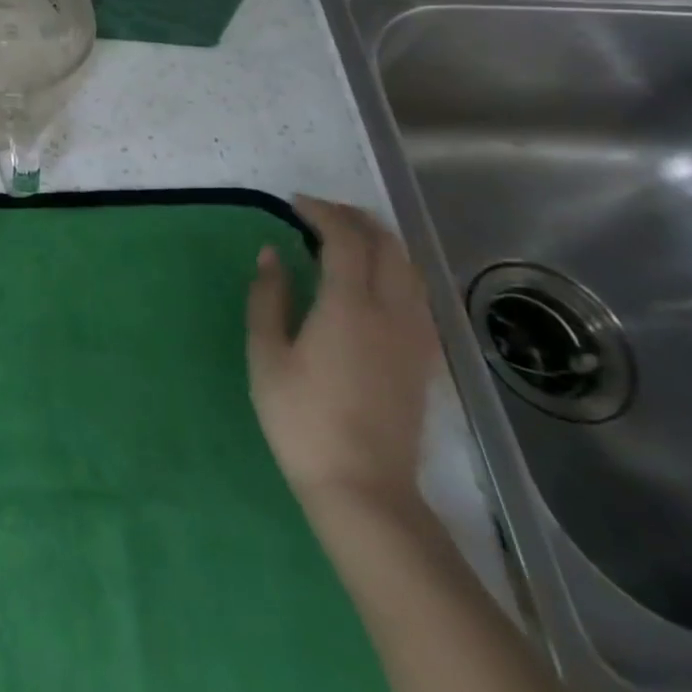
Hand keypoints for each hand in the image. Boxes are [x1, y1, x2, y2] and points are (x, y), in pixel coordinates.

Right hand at [246, 196, 439, 515]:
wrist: (363, 487)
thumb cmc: (302, 419)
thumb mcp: (267, 355)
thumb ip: (268, 297)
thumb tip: (272, 254)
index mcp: (350, 306)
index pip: (346, 239)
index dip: (322, 212)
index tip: (294, 203)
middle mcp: (392, 311)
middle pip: (387, 245)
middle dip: (354, 218)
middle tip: (318, 213)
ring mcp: (416, 335)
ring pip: (409, 267)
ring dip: (379, 241)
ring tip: (345, 238)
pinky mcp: (425, 357)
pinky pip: (418, 293)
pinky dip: (395, 269)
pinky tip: (373, 280)